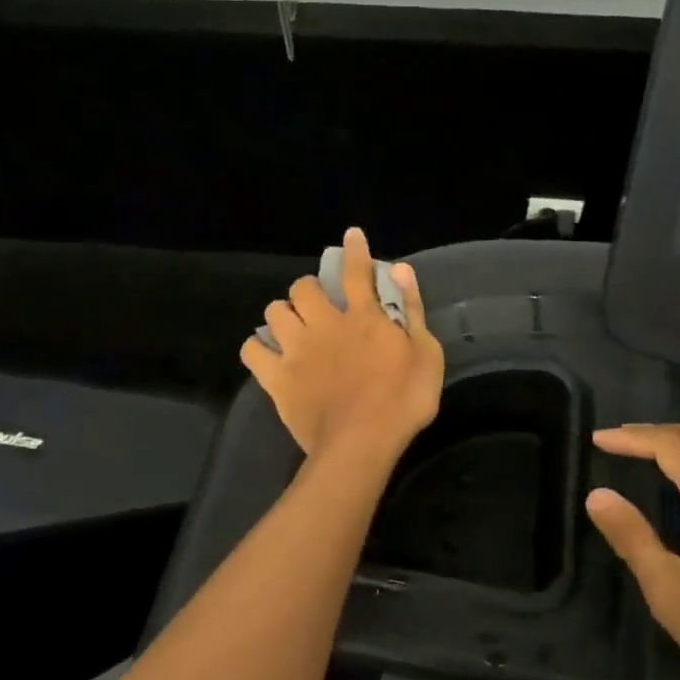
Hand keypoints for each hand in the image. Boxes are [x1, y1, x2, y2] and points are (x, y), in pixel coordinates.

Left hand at [239, 229, 445, 460]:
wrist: (361, 444)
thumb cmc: (403, 401)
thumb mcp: (427, 354)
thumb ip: (412, 310)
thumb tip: (400, 270)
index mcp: (363, 317)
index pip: (356, 272)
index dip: (354, 250)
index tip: (351, 235)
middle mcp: (325, 325)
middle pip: (302, 288)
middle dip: (308, 289)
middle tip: (318, 304)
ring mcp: (297, 350)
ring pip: (274, 312)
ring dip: (283, 314)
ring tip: (293, 327)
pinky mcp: (277, 378)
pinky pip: (253, 351)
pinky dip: (258, 348)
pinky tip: (268, 354)